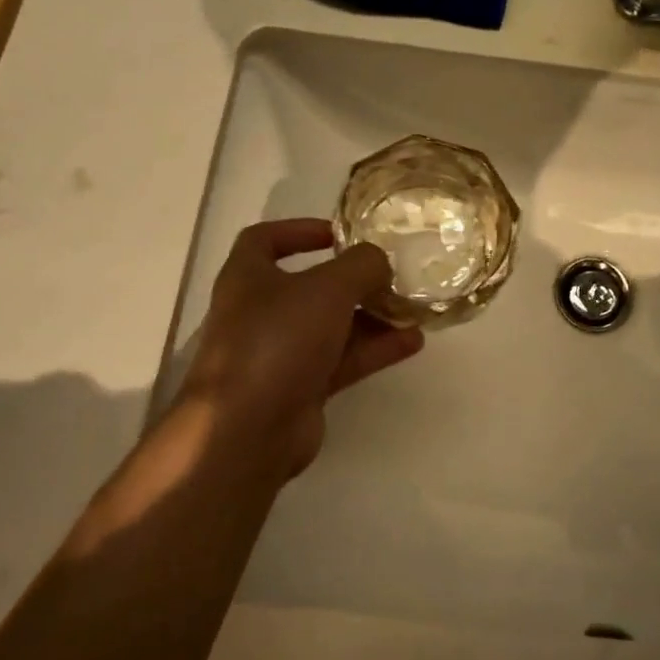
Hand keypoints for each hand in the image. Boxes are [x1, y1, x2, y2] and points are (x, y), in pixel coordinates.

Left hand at [177, 219, 423, 476]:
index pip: (265, 239)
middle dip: (352, 280)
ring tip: (412, 309)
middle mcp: (260, 312)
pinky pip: (342, 360)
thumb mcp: (328, 287)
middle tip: (390, 275)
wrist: (248, 429)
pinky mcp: (301, 388)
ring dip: (371, 316)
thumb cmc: (278, 340)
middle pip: (309, 286)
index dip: (299, 230)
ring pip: (331, 326)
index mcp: (248, 277)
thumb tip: (380, 263)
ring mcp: (280, 353)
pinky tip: (412, 342)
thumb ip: (361, 266)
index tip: (339, 234)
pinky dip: (374, 349)